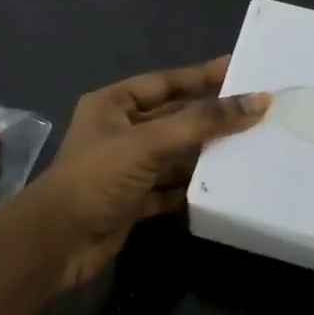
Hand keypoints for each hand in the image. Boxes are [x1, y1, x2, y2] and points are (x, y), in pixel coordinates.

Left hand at [25, 56, 267, 289]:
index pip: (165, 82)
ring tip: (250, 146)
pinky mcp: (133, 201)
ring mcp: (126, 168)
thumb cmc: (97, 178)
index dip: (201, 75)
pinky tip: (224, 185)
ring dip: (206, 153)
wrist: (55, 245)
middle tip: (254, 110)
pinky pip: (171, 186)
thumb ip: (203, 122)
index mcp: (113, 105)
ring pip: (175, 154)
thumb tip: (258, 102)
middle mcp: (119, 132)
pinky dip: (193, 186)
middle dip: (210, 117)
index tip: (238, 69)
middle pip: (174, 118)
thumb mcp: (150, 142)